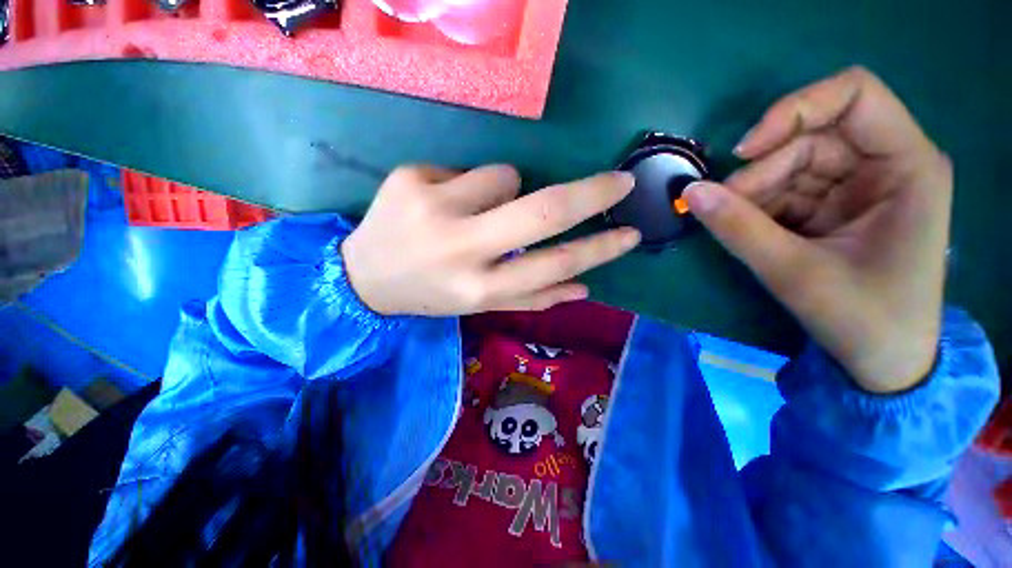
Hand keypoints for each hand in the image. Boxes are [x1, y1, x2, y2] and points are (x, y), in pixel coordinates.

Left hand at [342, 165, 639, 315]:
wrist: (364, 277)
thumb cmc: (432, 293)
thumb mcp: (480, 304)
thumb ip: (532, 297)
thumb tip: (583, 287)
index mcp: (478, 288)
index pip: (554, 264)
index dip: (598, 249)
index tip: (631, 232)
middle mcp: (460, 249)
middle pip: (543, 211)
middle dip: (592, 193)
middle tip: (619, 181)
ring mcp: (432, 208)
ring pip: (505, 176)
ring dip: (505, 190)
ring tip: (473, 213)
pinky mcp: (410, 178)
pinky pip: (467, 169)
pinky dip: (468, 185)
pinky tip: (441, 205)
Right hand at [684, 67, 951, 392]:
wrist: (883, 360)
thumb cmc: (863, 319)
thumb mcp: (796, 273)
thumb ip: (739, 228)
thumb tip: (689, 193)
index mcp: (906, 166)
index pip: (854, 94)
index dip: (794, 110)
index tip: (744, 152)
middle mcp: (886, 164)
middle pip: (809, 137)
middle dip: (761, 171)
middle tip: (722, 208)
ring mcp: (859, 185)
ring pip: (789, 164)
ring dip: (753, 193)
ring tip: (733, 225)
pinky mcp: (835, 205)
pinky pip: (785, 190)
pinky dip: (758, 207)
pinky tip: (747, 230)